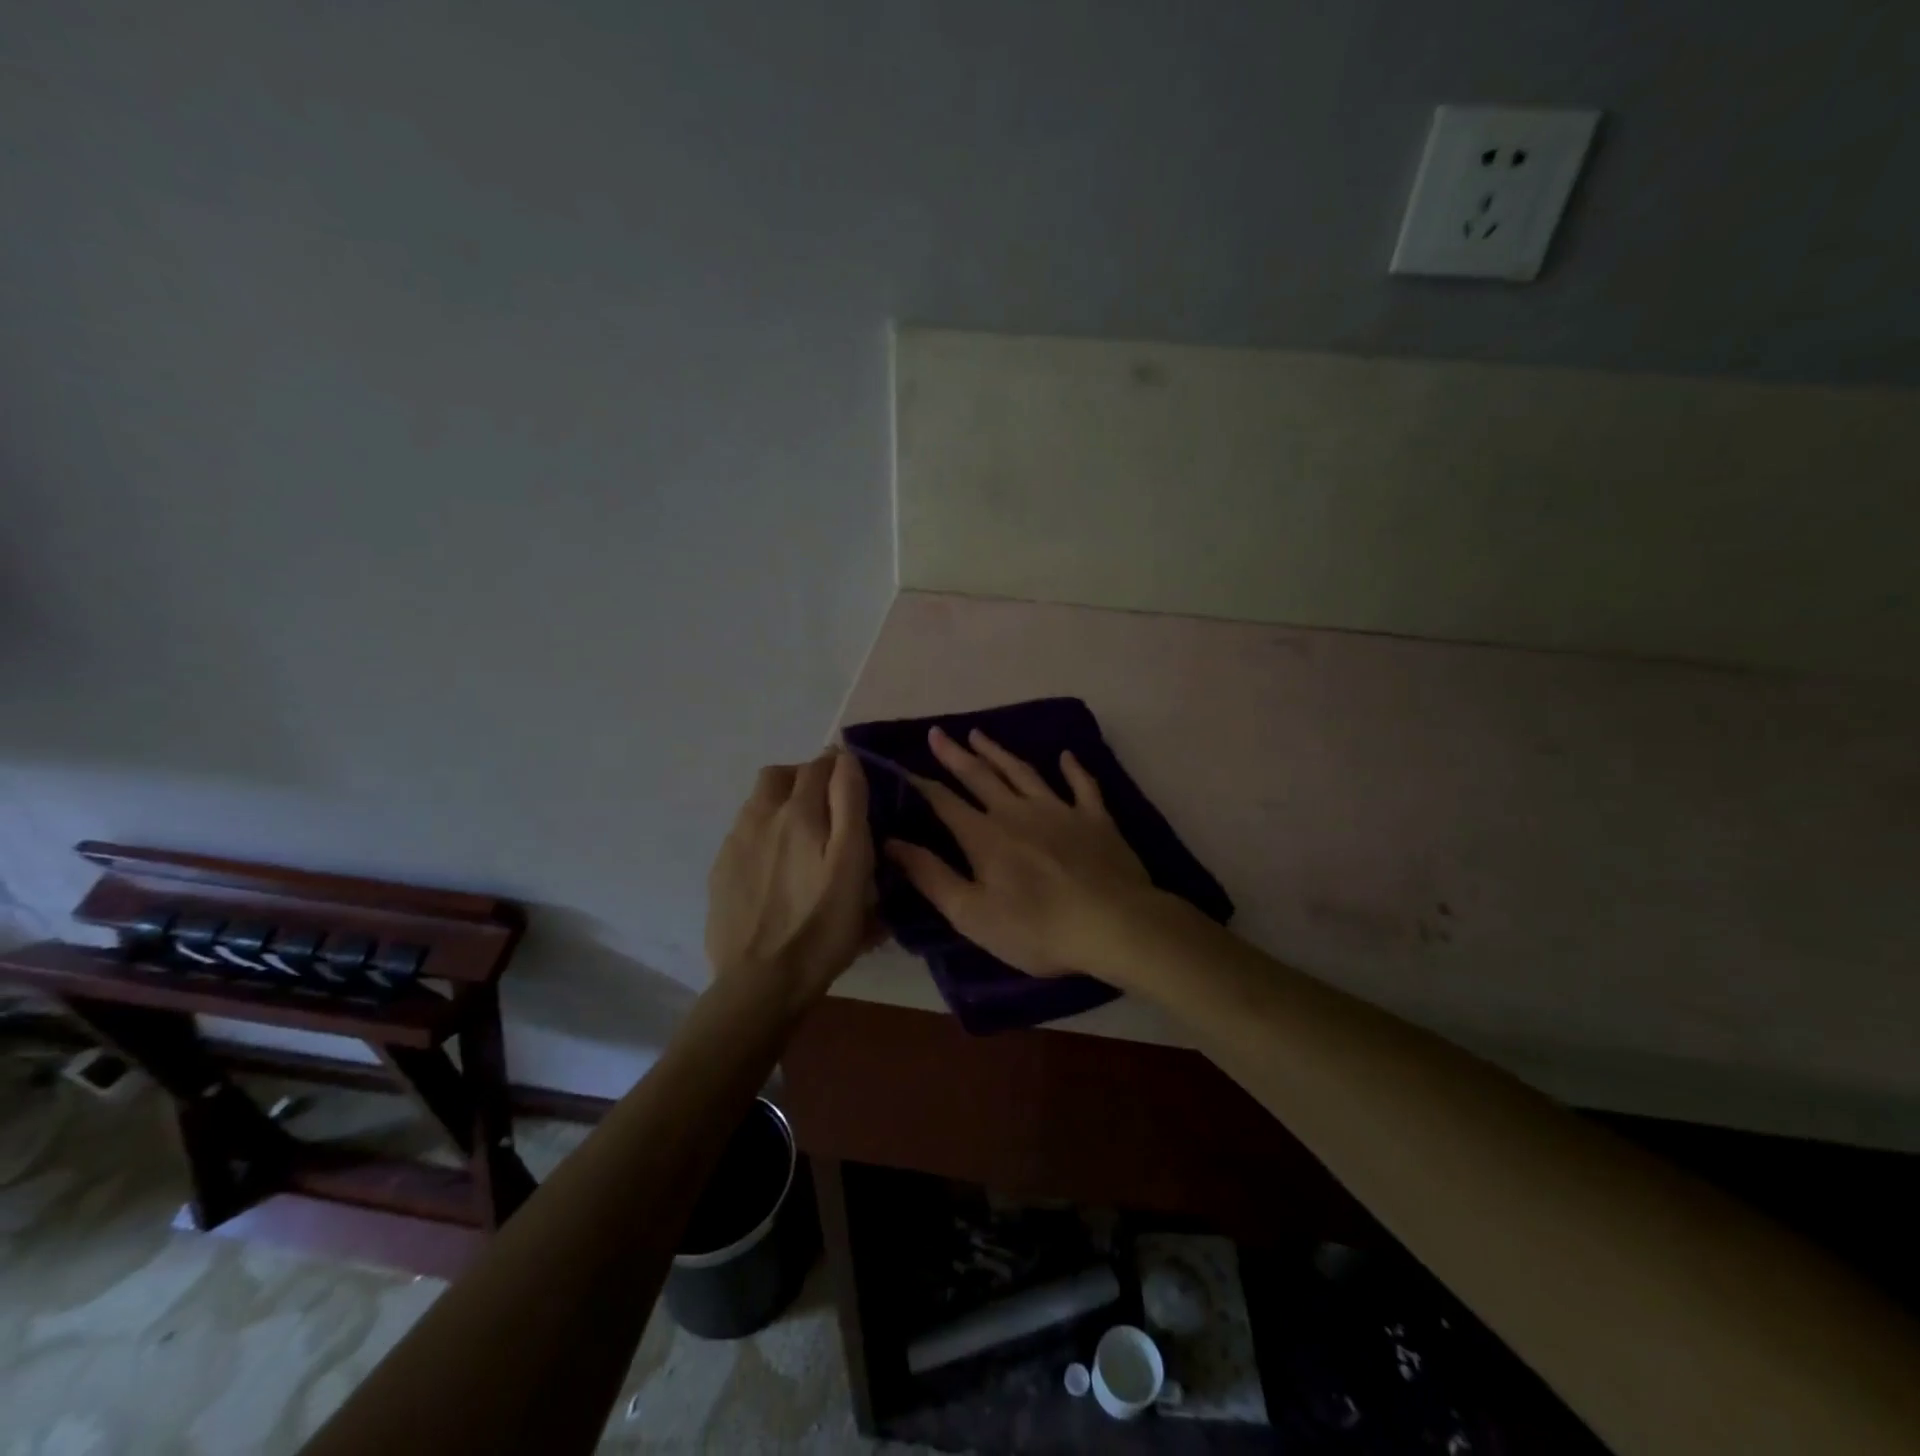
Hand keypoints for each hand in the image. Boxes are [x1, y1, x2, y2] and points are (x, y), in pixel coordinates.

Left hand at [706, 749, 877, 1014]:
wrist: (761, 982)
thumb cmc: (822, 926)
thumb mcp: (852, 864)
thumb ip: (850, 804)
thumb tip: (845, 759)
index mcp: (799, 813)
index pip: (820, 765)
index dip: (840, 766)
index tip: (854, 783)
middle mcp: (761, 816)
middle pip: (780, 774)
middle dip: (805, 778)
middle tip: (827, 808)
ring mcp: (735, 844)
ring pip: (758, 802)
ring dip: (781, 804)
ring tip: (801, 839)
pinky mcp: (721, 871)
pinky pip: (743, 833)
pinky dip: (763, 834)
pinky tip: (776, 869)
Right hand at [884, 727, 1153, 977]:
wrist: (1113, 924)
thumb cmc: (1036, 928)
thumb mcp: (972, 914)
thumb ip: (931, 876)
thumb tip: (891, 843)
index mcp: (985, 836)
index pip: (945, 802)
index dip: (921, 784)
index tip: (902, 767)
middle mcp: (1017, 812)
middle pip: (980, 776)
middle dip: (955, 755)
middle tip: (938, 732)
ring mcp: (1059, 810)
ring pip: (1023, 772)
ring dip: (999, 752)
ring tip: (980, 734)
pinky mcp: (1095, 818)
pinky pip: (1083, 785)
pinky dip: (1073, 768)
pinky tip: (1066, 755)